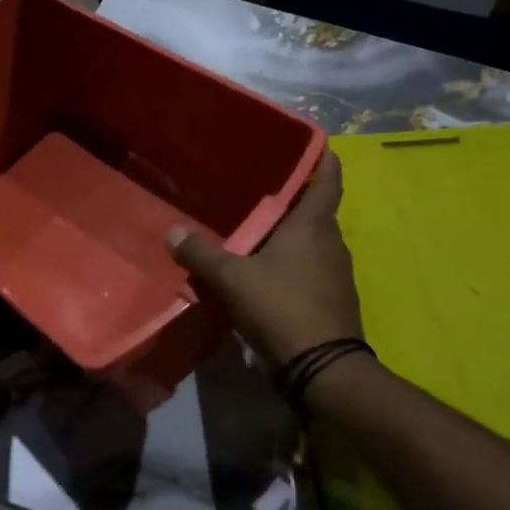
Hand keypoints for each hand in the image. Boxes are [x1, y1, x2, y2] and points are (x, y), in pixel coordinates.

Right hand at [167, 150, 361, 365]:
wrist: (323, 368)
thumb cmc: (282, 308)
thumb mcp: (233, 279)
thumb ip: (202, 254)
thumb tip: (172, 232)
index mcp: (314, 225)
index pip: (329, 178)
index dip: (323, 157)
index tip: (313, 141)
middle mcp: (332, 242)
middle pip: (316, 211)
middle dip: (293, 199)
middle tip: (261, 189)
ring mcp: (337, 273)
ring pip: (313, 242)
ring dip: (291, 235)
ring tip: (258, 230)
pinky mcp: (334, 299)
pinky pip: (312, 269)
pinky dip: (294, 264)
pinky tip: (268, 273)